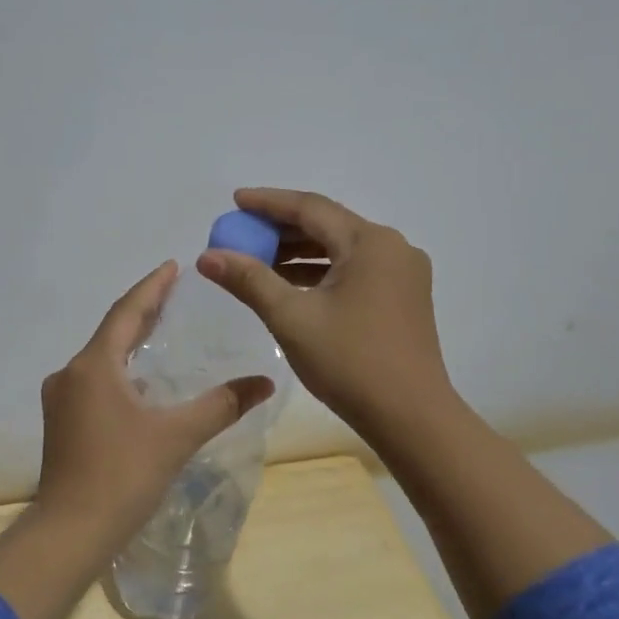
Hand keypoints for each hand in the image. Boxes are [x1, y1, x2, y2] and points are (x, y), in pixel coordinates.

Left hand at [34, 260, 275, 537]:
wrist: (70, 532)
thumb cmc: (123, 476)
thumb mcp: (177, 436)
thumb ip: (222, 405)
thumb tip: (265, 383)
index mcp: (94, 366)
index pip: (126, 312)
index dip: (151, 287)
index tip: (173, 265)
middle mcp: (71, 374)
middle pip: (111, 331)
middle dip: (142, 311)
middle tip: (174, 293)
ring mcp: (61, 399)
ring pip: (101, 358)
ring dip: (129, 342)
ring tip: (161, 331)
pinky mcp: (62, 423)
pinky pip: (94, 380)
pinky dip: (119, 370)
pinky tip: (140, 382)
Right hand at [197, 188, 452, 438]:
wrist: (411, 417)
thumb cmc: (350, 362)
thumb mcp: (291, 318)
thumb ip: (249, 280)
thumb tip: (207, 256)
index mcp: (370, 242)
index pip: (311, 208)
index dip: (268, 203)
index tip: (235, 201)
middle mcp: (392, 248)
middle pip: (328, 225)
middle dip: (282, 229)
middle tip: (242, 234)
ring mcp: (403, 274)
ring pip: (342, 250)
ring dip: (300, 253)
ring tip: (258, 261)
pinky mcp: (403, 298)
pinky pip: (354, 272)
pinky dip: (321, 273)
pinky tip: (291, 286)